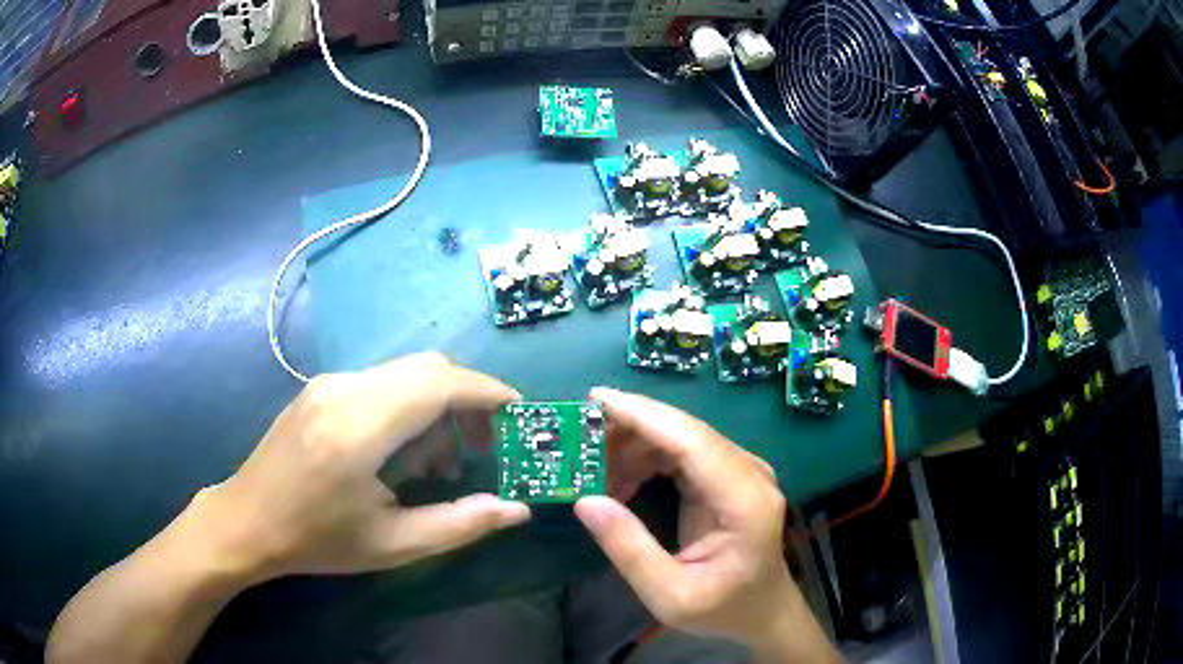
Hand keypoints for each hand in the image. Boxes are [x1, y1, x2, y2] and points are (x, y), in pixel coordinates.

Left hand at [193, 352, 530, 579]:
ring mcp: (329, 384)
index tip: (519, 416)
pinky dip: (408, 409)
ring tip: (437, 465)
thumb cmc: (316, 541)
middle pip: (427, 369)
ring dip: (436, 408)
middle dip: (467, 402)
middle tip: (482, 449)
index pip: (438, 383)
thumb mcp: (393, 545)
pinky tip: (400, 454)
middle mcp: (344, 390)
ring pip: (405, 375)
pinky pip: (381, 384)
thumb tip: (517, 510)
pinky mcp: (321, 389)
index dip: (487, 393)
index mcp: (359, 428)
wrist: (246, 521)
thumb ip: (460, 525)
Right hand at [575, 388, 839, 662]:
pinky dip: (646, 459)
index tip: (595, 400)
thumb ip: (629, 549)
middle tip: (577, 438)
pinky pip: (682, 453)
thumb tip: (585, 500)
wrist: (762, 611)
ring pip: (681, 438)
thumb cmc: (723, 609)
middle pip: (685, 432)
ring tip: (591, 467)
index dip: (644, 415)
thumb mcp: (669, 595)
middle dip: (630, 427)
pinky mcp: (728, 477)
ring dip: (634, 445)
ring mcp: (741, 471)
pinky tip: (618, 480)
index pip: (692, 442)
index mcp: (745, 501)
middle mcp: (749, 474)